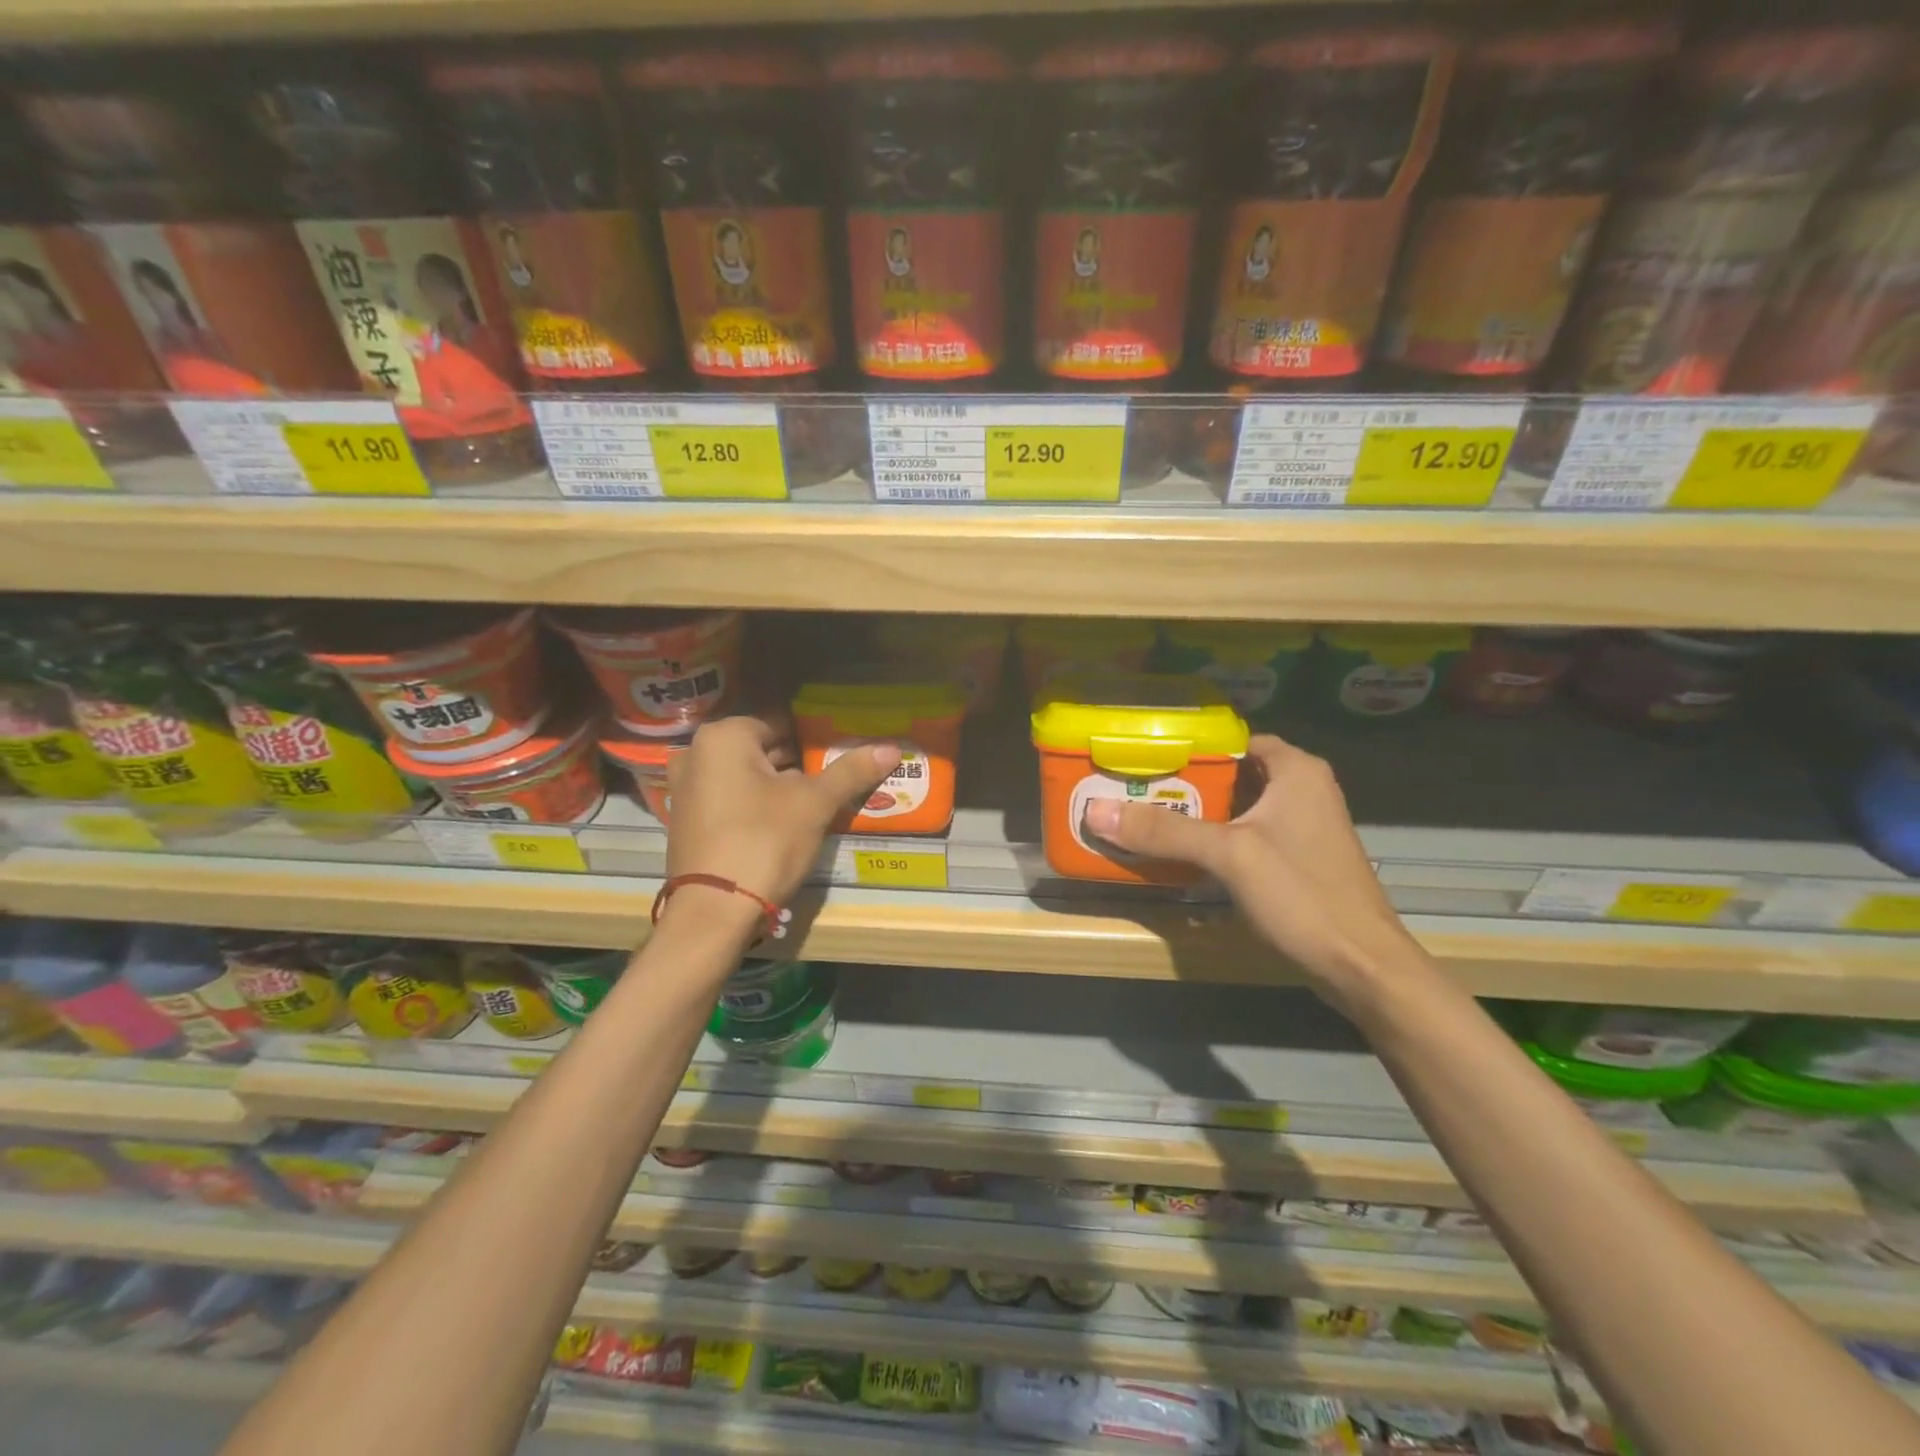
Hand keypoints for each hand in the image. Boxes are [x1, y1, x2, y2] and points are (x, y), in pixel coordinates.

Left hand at [665, 715, 901, 906]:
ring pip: (744, 778)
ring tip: (813, 806)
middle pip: (760, 750)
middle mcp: (695, 755)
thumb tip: (891, 749)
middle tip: (831, 782)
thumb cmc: (765, 840)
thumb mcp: (815, 803)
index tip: (838, 758)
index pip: (779, 724)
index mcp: (723, 737)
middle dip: (796, 765)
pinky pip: (728, 802)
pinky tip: (781, 828)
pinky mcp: (685, 823)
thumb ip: (850, 771)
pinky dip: (754, 808)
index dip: (813, 740)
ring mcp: (685, 791)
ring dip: (776, 788)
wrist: (715, 911)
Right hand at [1081, 734, 1419, 999]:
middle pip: (1233, 773)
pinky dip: (1217, 839)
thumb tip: (1096, 811)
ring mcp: (1303, 827)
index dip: (1192, 745)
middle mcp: (1303, 790)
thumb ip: (1164, 831)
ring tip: (1147, 815)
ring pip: (1240, 807)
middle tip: (1137, 787)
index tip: (1147, 755)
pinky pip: (1248, 836)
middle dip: (1187, 781)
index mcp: (1296, 771)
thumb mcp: (1229, 855)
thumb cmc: (1303, 895)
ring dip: (1200, 813)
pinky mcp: (1299, 860)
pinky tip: (1182, 853)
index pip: (1235, 739)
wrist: (1363, 967)